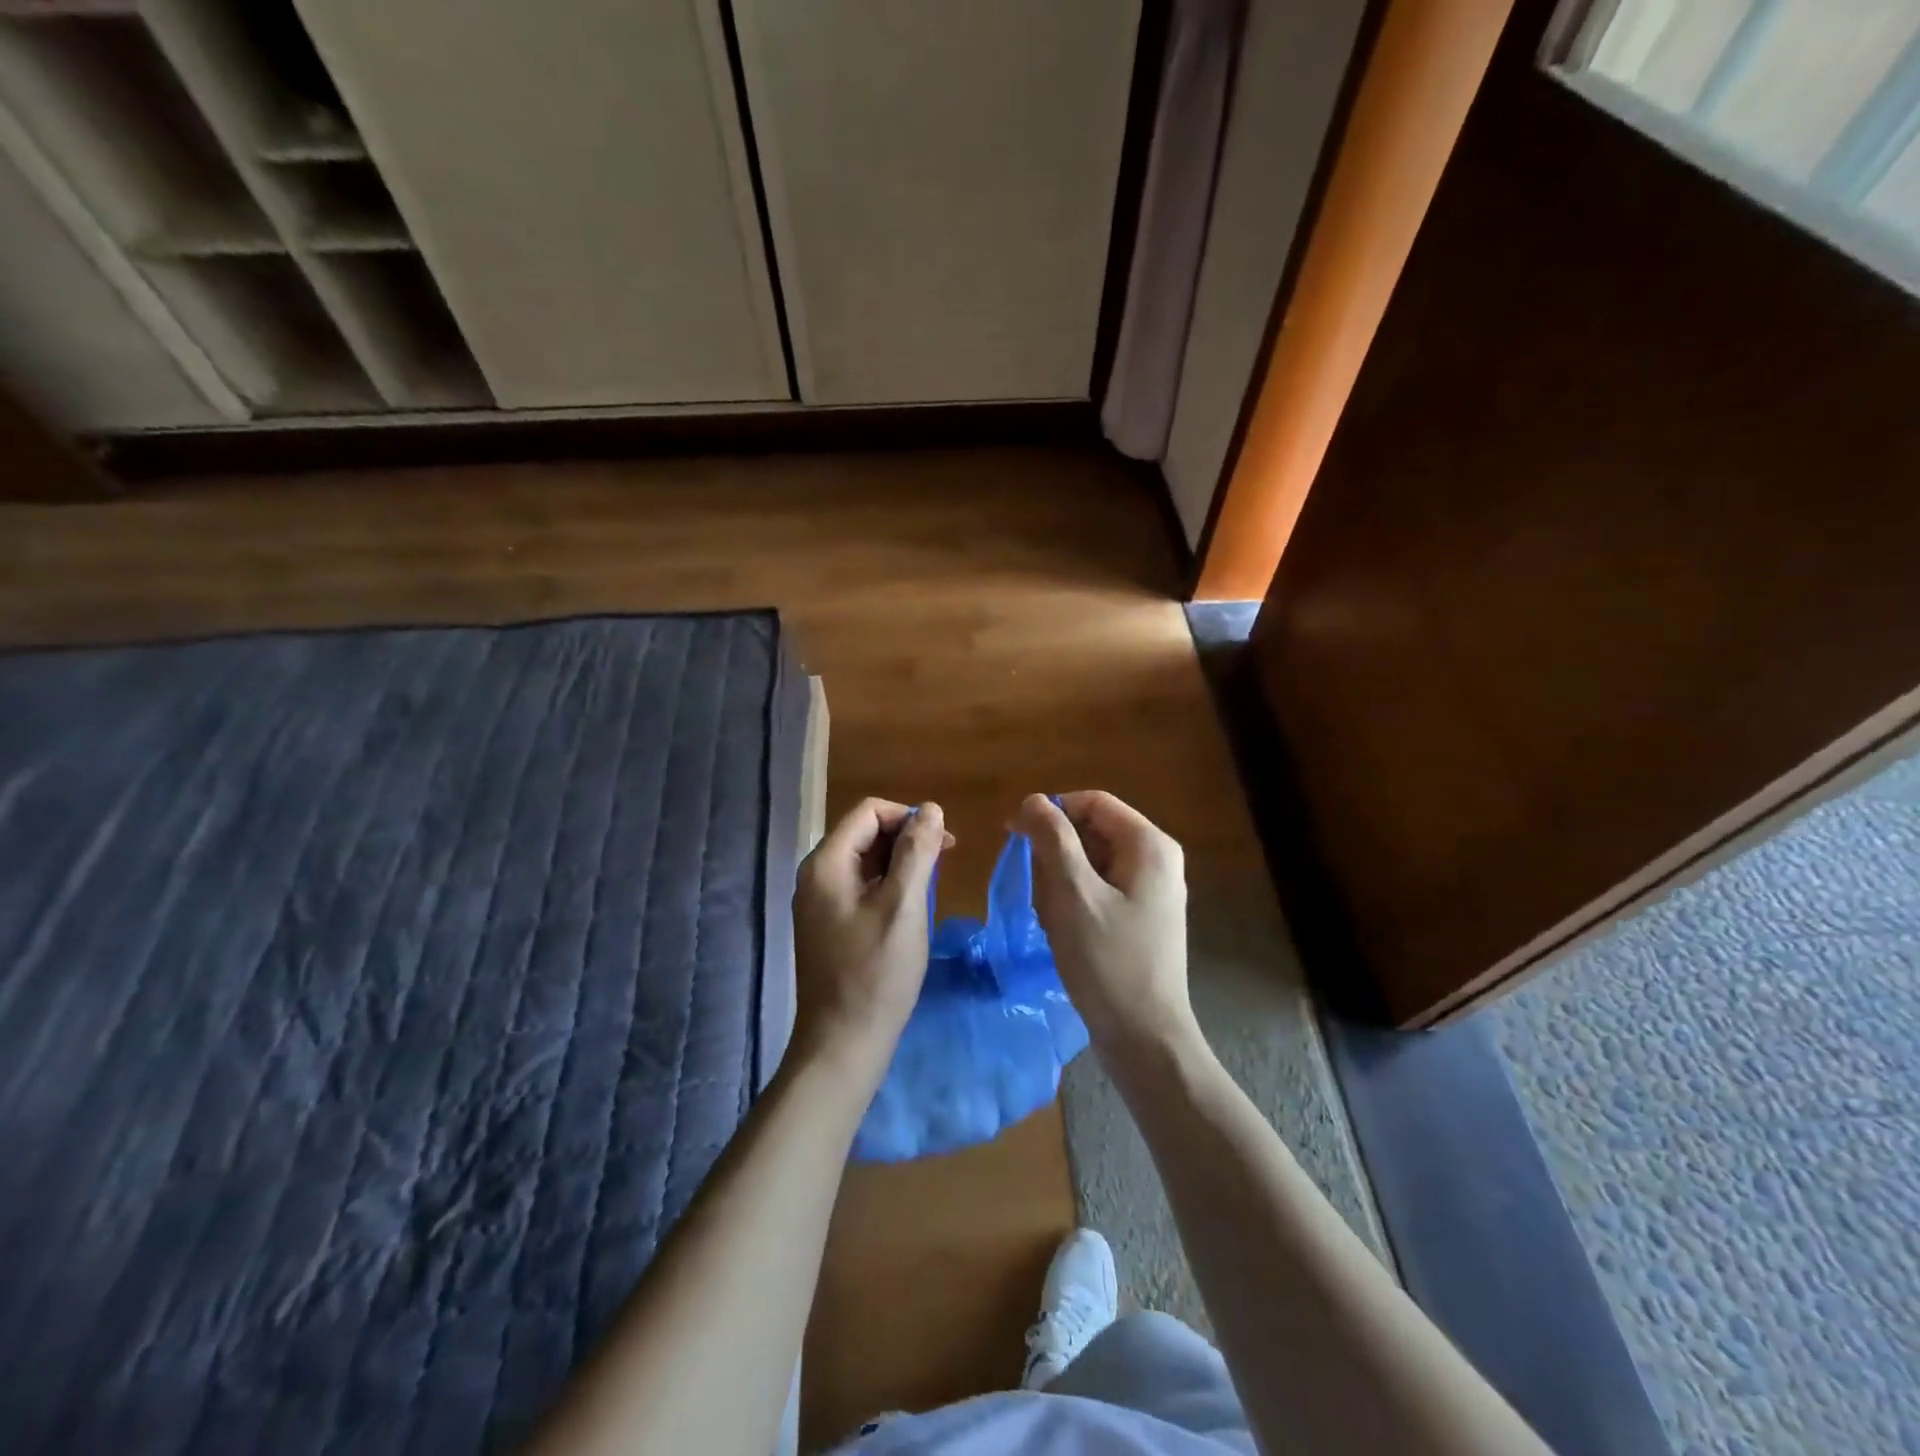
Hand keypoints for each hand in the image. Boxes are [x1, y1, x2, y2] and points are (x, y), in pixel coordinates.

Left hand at [792, 798, 951, 1079]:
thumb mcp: (904, 906)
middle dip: (906, 839)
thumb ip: (917, 852)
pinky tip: (910, 909)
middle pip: (864, 833)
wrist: (843, 1044)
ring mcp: (819, 903)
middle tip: (944, 863)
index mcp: (826, 863)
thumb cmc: (876, 972)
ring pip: (864, 861)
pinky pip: (860, 887)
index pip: (869, 812)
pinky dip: (888, 886)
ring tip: (932, 886)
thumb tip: (930, 808)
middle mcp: (815, 876)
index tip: (942, 843)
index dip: (908, 817)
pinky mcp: (828, 925)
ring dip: (900, 863)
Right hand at [1017, 791, 1195, 1059]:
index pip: (1092, 802)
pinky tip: (1061, 928)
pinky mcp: (1142, 915)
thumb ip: (1052, 839)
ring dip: (1061, 880)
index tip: (1014, 835)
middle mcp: (1157, 859)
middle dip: (1056, 852)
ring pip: (1092, 861)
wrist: (1144, 1037)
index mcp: (1149, 845)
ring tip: (1049, 915)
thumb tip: (1033, 800)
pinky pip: (1099, 888)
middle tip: (1035, 888)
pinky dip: (1074, 899)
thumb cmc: (1108, 961)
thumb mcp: (1073, 894)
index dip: (1051, 812)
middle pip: (1093, 830)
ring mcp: (1152, 890)